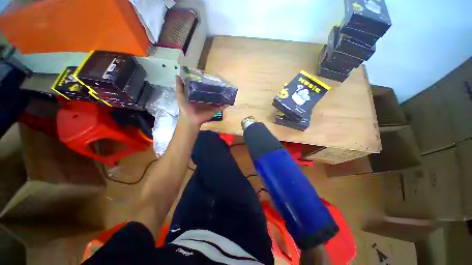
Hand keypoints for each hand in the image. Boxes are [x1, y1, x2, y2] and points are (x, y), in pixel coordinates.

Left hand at [175, 76, 226, 127]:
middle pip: (212, 94)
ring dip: (223, 96)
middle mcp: (206, 100)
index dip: (207, 84)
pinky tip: (230, 100)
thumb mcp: (180, 95)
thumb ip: (180, 87)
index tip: (211, 78)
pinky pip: (221, 107)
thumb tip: (177, 75)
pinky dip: (226, 104)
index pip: (204, 89)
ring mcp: (211, 105)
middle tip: (222, 83)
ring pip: (218, 100)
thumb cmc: (185, 107)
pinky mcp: (215, 110)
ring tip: (228, 90)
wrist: (190, 119)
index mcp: (199, 96)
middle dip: (216, 89)